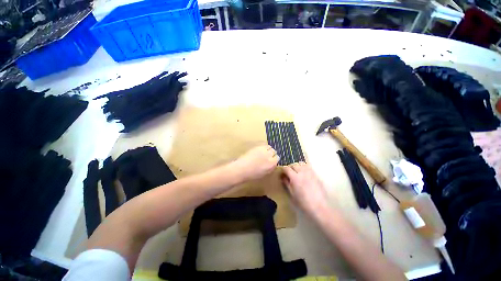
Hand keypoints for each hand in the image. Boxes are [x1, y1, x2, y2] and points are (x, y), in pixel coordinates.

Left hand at [232, 145, 278, 181]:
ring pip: (269, 147)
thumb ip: (270, 167)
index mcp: (272, 164)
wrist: (241, 169)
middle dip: (271, 153)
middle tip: (266, 155)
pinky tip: (259, 150)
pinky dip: (263, 147)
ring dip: (267, 149)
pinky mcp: (258, 147)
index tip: (271, 159)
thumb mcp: (264, 173)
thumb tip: (272, 163)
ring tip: (263, 152)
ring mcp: (263, 150)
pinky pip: (264, 145)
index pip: (277, 158)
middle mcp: (269, 156)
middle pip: (274, 151)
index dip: (274, 159)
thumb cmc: (251, 174)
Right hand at [282, 162, 328, 214]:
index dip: (283, 170)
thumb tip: (283, 177)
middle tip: (288, 174)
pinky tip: (304, 176)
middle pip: (294, 165)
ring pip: (301, 164)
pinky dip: (304, 169)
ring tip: (296, 173)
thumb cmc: (303, 203)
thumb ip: (287, 183)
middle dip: (290, 168)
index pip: (287, 168)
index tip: (282, 173)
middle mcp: (302, 172)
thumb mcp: (292, 194)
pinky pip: (308, 168)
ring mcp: (310, 173)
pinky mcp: (316, 175)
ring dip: (297, 167)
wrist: (319, 207)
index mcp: (295, 177)